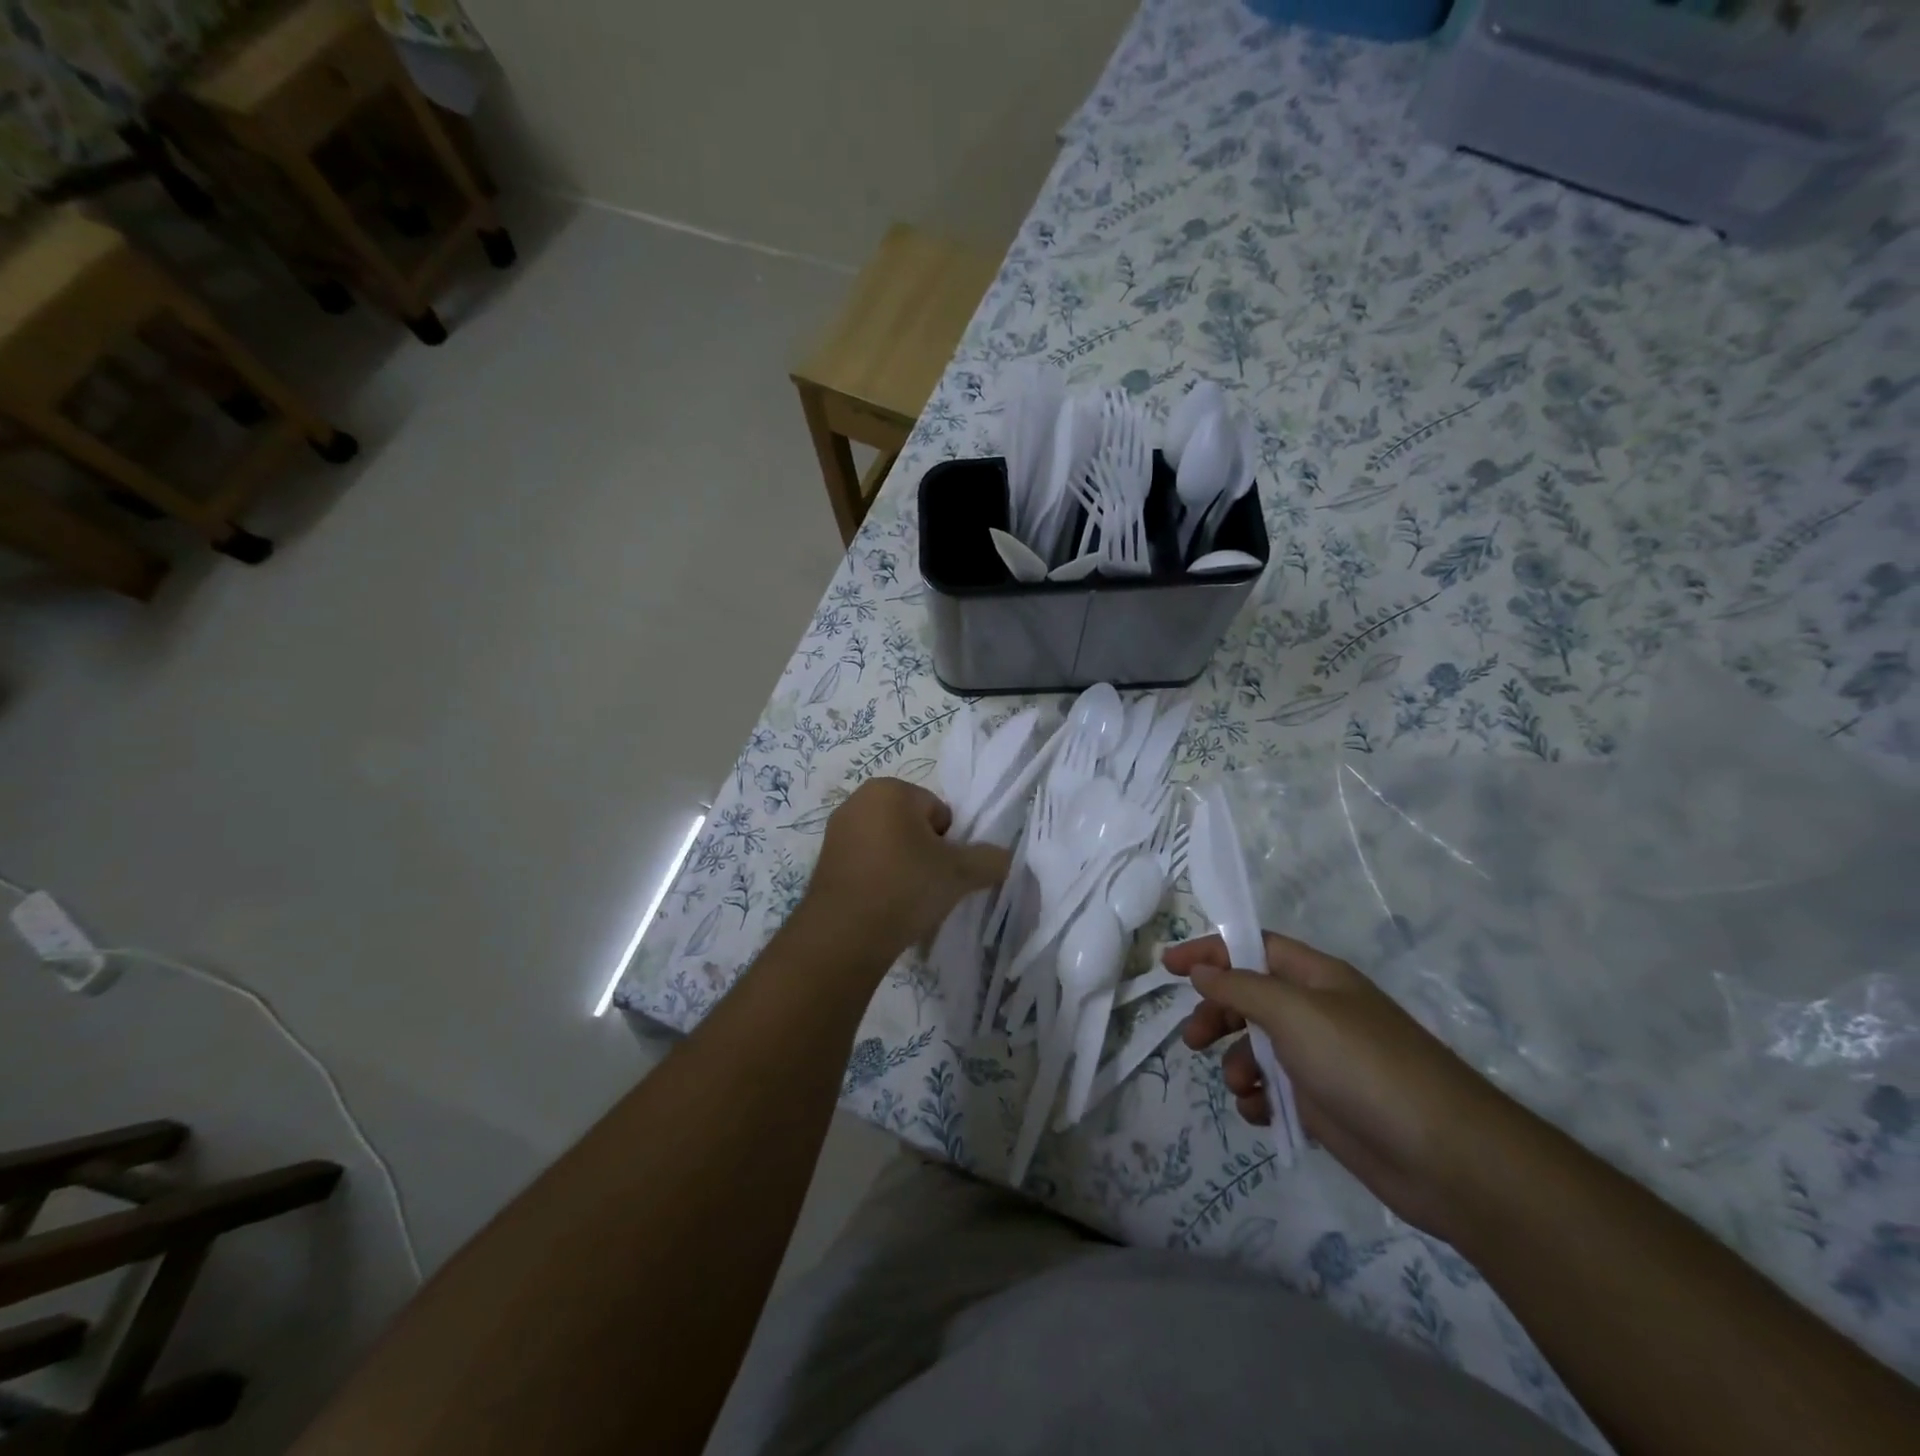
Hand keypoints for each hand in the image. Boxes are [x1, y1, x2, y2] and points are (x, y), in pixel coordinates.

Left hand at [794, 779, 1010, 969]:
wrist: (845, 935)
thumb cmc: (905, 887)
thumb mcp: (961, 873)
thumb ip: (990, 859)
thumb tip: (1004, 858)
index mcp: (890, 789)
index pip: (939, 812)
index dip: (949, 844)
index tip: (942, 871)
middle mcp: (858, 800)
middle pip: (913, 826)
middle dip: (924, 852)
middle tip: (927, 885)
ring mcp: (836, 831)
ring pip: (889, 845)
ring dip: (902, 866)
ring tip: (904, 899)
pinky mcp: (824, 860)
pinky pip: (866, 863)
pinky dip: (878, 878)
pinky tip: (882, 905)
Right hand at [1164, 932, 1516, 1238]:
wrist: (1445, 1157)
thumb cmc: (1363, 1065)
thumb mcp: (1294, 1012)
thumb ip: (1241, 987)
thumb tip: (1202, 970)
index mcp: (1315, 977)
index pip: (1252, 947)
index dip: (1210, 951)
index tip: (1168, 967)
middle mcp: (1317, 1012)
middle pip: (1249, 997)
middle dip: (1217, 1014)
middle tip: (1193, 1038)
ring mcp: (1322, 1060)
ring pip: (1258, 1047)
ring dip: (1238, 1062)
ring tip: (1242, 1087)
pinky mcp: (1325, 1105)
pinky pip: (1276, 1090)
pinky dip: (1260, 1099)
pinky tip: (1262, 1113)